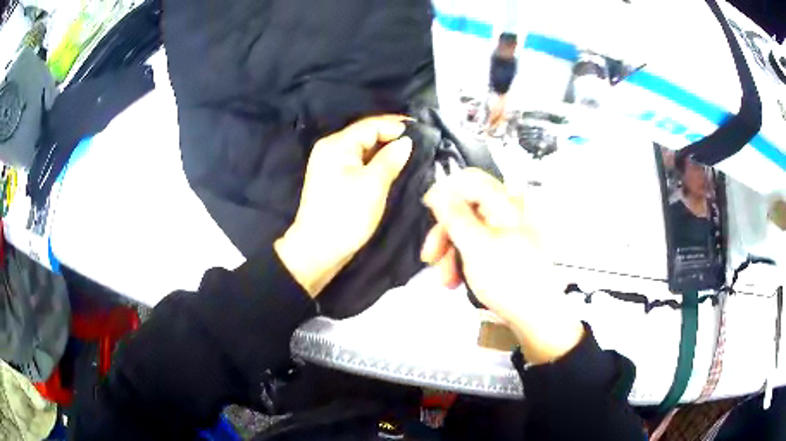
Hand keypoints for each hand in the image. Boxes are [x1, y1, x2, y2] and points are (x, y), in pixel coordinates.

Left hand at [275, 116, 412, 296]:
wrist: (318, 250)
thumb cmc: (346, 215)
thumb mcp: (373, 184)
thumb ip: (390, 159)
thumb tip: (406, 141)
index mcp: (337, 144)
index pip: (370, 125)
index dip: (396, 126)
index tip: (422, 130)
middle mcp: (331, 148)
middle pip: (366, 134)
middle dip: (392, 136)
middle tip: (421, 142)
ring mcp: (331, 164)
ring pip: (363, 149)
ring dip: (385, 150)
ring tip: (411, 153)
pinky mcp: (335, 179)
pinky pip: (359, 162)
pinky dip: (376, 163)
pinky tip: (392, 166)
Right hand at [421, 168, 583, 363]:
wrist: (539, 317)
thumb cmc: (512, 281)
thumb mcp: (475, 246)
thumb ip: (454, 215)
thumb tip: (438, 190)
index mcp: (507, 203)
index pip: (469, 180)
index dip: (444, 193)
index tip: (427, 213)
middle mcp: (512, 212)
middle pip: (468, 209)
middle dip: (446, 234)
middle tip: (431, 257)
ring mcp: (513, 232)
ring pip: (472, 231)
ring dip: (454, 253)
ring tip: (448, 280)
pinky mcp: (512, 251)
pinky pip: (483, 246)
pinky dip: (468, 260)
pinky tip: (461, 279)